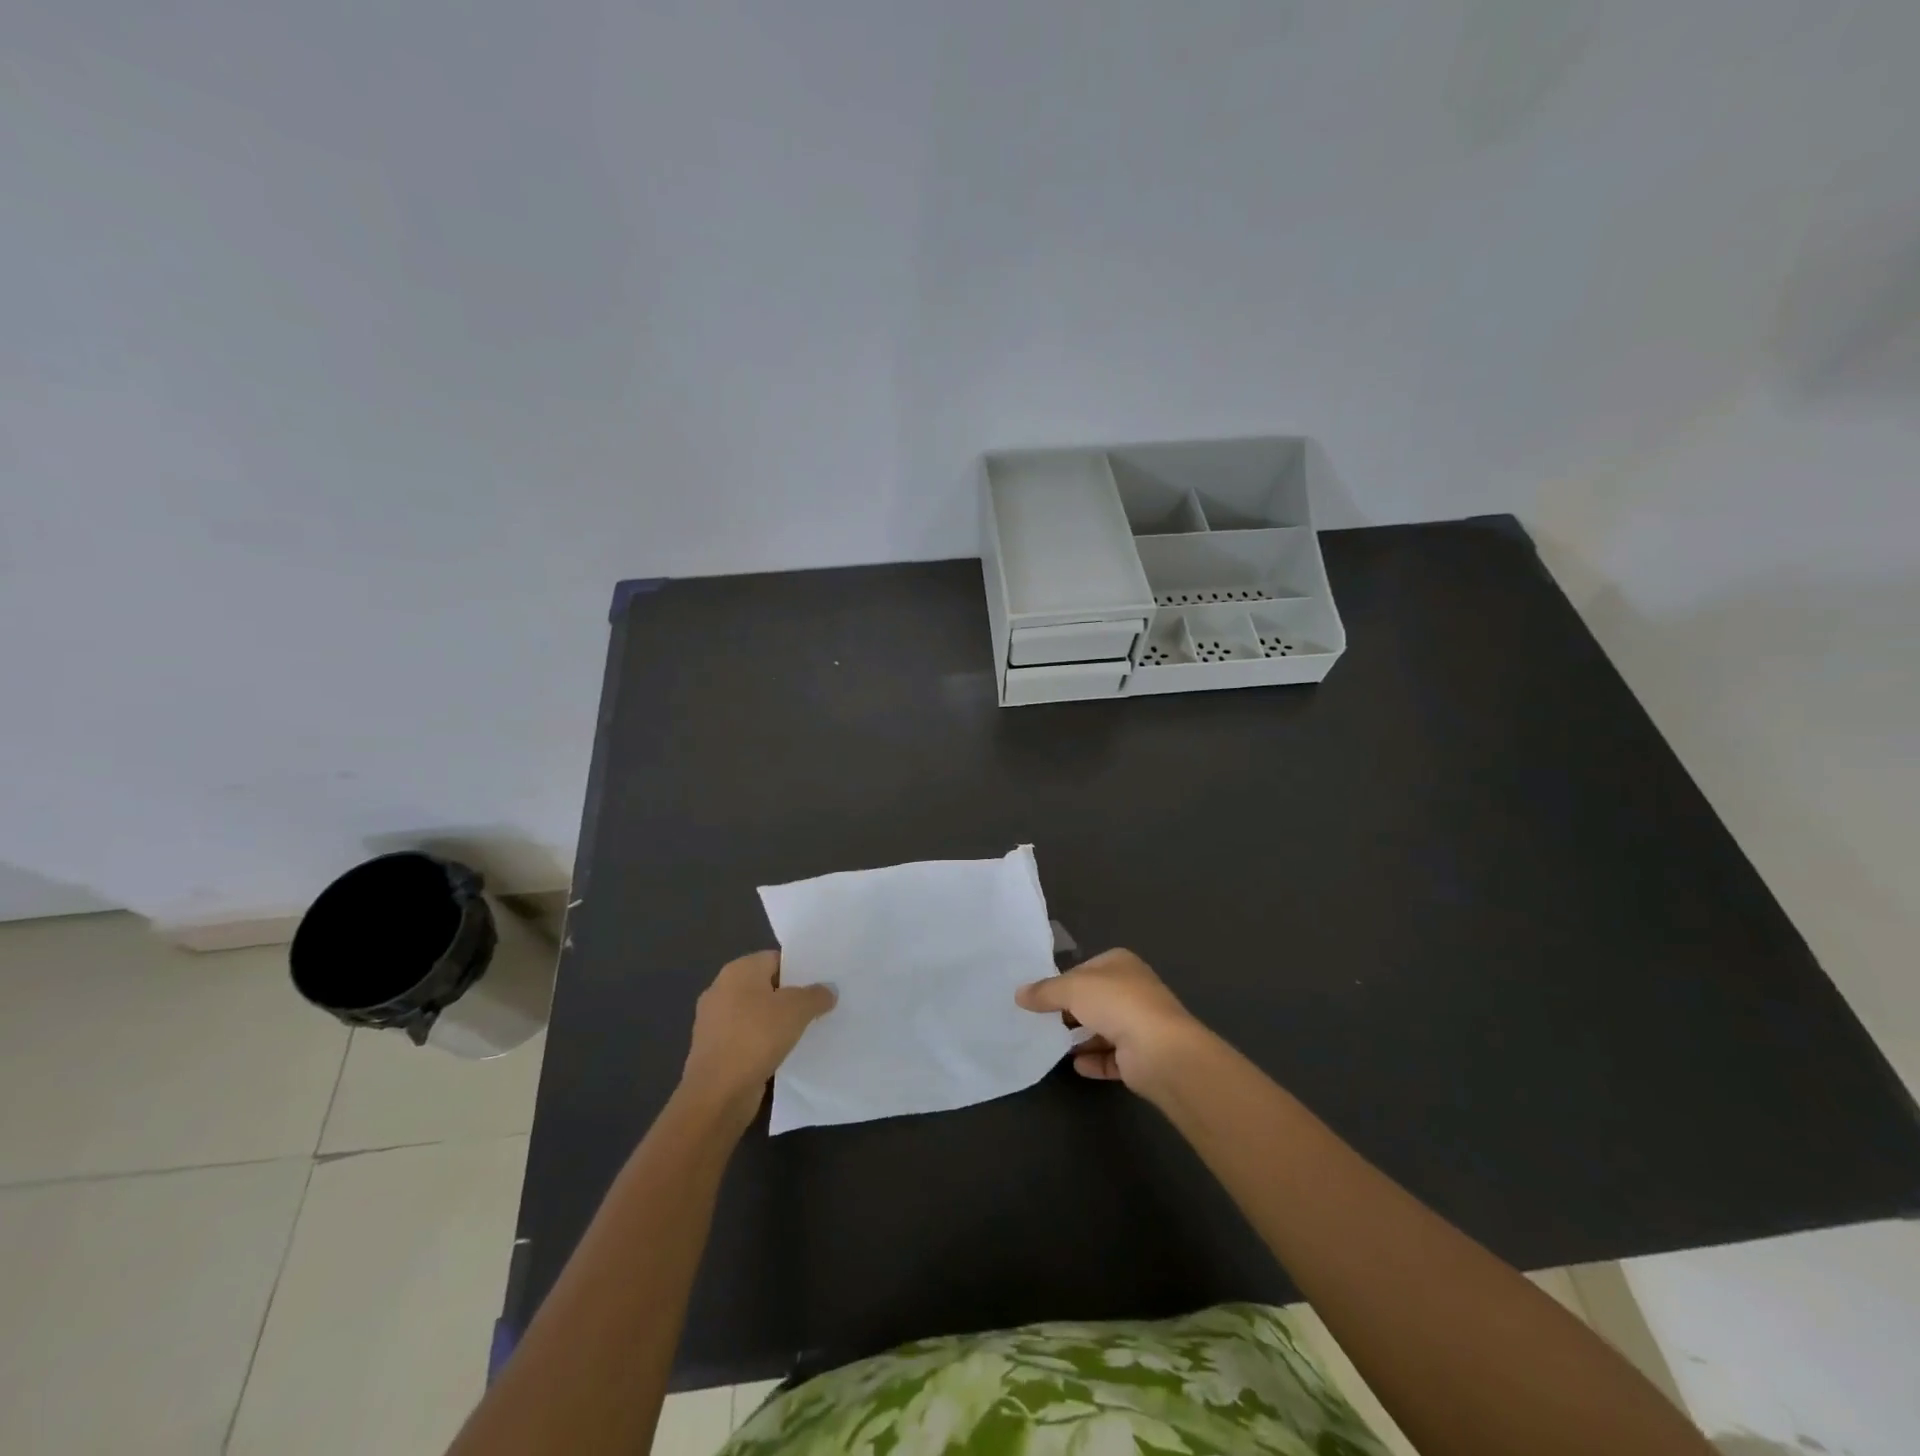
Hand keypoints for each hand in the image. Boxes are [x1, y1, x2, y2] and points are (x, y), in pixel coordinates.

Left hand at [679, 951, 835, 1124]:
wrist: (717, 1094)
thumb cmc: (756, 1037)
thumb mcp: (797, 1009)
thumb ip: (816, 995)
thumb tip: (828, 990)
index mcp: (737, 971)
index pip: (775, 959)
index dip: (800, 969)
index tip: (821, 983)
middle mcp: (721, 990)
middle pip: (765, 985)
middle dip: (790, 996)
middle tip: (819, 1005)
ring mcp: (714, 1022)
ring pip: (756, 1013)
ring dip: (777, 1021)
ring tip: (806, 1030)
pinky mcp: (715, 1050)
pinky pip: (747, 1037)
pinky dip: (764, 1042)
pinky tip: (784, 1052)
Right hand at [1014, 948, 1206, 1096]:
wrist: (1160, 1051)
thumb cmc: (1116, 1004)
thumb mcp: (1072, 989)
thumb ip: (1045, 991)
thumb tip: (1019, 994)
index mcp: (1120, 964)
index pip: (1085, 969)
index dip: (1063, 981)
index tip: (1040, 997)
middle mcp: (1133, 990)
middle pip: (1094, 999)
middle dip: (1070, 1011)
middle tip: (1042, 1022)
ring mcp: (1140, 1024)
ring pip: (1103, 1028)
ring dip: (1081, 1037)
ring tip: (1054, 1044)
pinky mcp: (1141, 1056)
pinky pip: (1112, 1057)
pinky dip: (1094, 1060)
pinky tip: (1076, 1064)